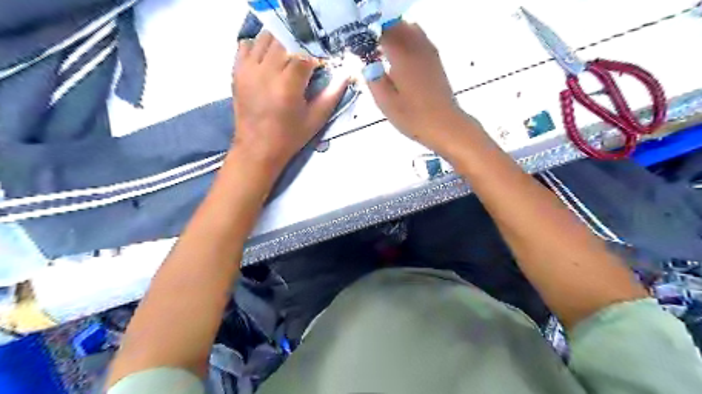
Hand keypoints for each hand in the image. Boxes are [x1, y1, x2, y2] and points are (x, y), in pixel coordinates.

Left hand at [232, 31, 349, 175]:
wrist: (257, 148)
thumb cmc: (290, 137)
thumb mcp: (316, 119)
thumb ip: (332, 94)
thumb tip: (347, 74)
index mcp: (288, 85)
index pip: (305, 54)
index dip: (316, 56)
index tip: (321, 65)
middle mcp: (266, 71)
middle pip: (285, 39)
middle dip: (299, 45)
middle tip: (306, 59)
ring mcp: (249, 69)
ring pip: (266, 37)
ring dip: (281, 42)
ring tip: (288, 57)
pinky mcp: (237, 71)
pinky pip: (246, 44)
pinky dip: (259, 46)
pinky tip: (268, 59)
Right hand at [368, 21, 476, 155]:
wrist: (444, 124)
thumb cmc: (413, 117)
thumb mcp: (386, 103)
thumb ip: (374, 80)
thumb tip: (367, 65)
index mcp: (401, 57)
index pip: (382, 34)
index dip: (370, 38)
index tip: (362, 48)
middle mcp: (416, 48)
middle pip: (398, 26)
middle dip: (383, 33)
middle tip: (373, 48)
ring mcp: (429, 53)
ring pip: (411, 29)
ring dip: (397, 34)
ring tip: (386, 50)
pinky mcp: (436, 61)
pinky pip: (421, 39)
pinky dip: (409, 39)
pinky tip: (403, 56)